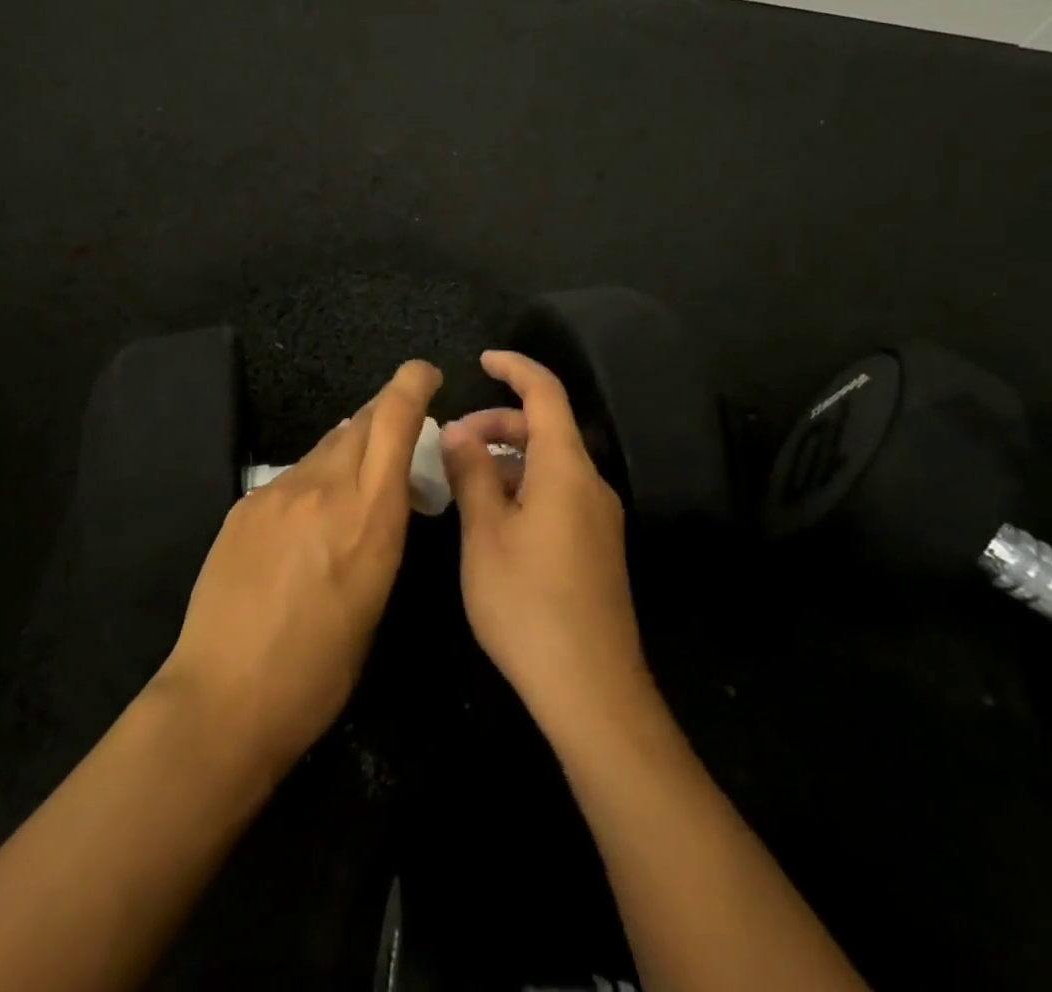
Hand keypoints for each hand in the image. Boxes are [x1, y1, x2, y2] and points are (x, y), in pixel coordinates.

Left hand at [155, 360, 442, 776]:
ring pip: (324, 448)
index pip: (393, 419)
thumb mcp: (376, 597)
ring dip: (346, 452)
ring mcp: (277, 492)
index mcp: (370, 515)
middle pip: (359, 421)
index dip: (411, 384)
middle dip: (384, 414)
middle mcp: (324, 487)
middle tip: (397, 432)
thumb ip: (380, 530)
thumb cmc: (320, 669)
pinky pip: (290, 477)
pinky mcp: (244, 506)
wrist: (224, 697)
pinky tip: (303, 524)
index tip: (424, 374)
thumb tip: (379, 493)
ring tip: (350, 486)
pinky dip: (310, 483)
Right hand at [439, 351, 651, 743]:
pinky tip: (492, 519)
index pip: (546, 394)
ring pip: (550, 465)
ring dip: (507, 459)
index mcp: (566, 469)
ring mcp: (598, 518)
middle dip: (498, 422)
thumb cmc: (528, 604)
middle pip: (547, 429)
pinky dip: (523, 487)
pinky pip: (557, 494)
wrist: (592, 691)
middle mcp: (590, 484)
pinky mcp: (596, 547)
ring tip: (463, 483)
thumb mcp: (484, 534)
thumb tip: (457, 430)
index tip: (483, 360)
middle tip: (453, 443)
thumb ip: (471, 473)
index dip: (515, 368)